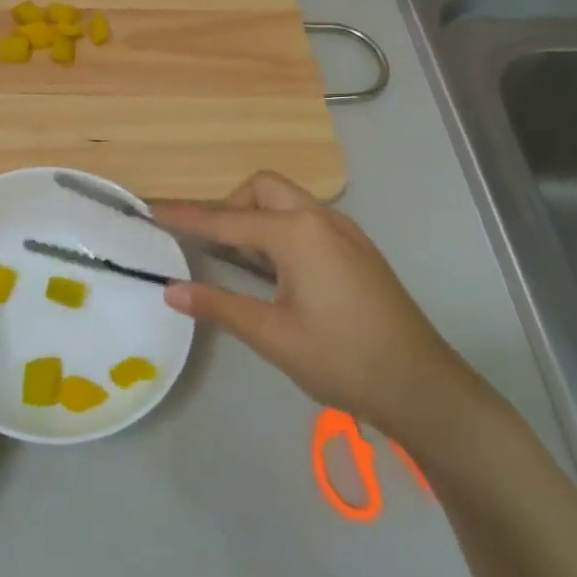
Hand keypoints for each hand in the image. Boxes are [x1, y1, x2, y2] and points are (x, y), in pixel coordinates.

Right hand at [154, 172, 473, 438]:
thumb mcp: (272, 335)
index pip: (226, 220)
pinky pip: (307, 220)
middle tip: (210, 244)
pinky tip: (277, 271)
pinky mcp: (358, 251)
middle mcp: (320, 220)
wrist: (425, 388)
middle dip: (229, 205)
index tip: (151, 211)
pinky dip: (280, 229)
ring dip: (256, 216)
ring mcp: (345, 233)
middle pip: (262, 188)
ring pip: (287, 201)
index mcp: (296, 234)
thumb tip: (171, 289)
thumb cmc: (343, 359)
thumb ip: (219, 306)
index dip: (186, 217)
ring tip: (238, 259)